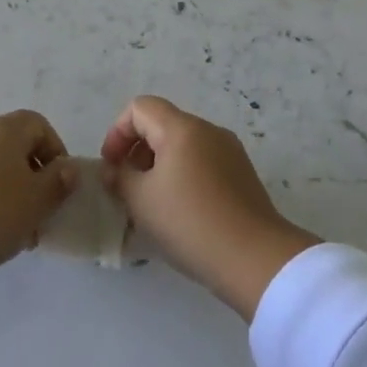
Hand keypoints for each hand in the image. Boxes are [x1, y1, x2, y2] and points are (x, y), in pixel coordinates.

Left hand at [0, 112, 78, 293]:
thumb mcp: (36, 203)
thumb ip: (58, 183)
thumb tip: (68, 168)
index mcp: (4, 128)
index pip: (39, 125)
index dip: (55, 151)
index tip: (59, 185)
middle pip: (13, 144)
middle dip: (30, 174)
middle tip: (37, 210)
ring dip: (5, 188)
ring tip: (12, 226)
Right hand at [100, 96, 319, 320]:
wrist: (254, 258)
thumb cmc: (190, 222)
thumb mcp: (142, 201)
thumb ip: (120, 177)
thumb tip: (114, 169)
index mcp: (182, 128)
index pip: (140, 108)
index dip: (118, 132)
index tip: (112, 167)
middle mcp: (208, 130)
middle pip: (163, 124)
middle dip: (137, 150)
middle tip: (127, 187)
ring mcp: (229, 151)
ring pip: (183, 145)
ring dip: (159, 165)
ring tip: (151, 203)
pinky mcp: (242, 174)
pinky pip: (202, 162)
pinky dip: (183, 175)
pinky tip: (180, 211)